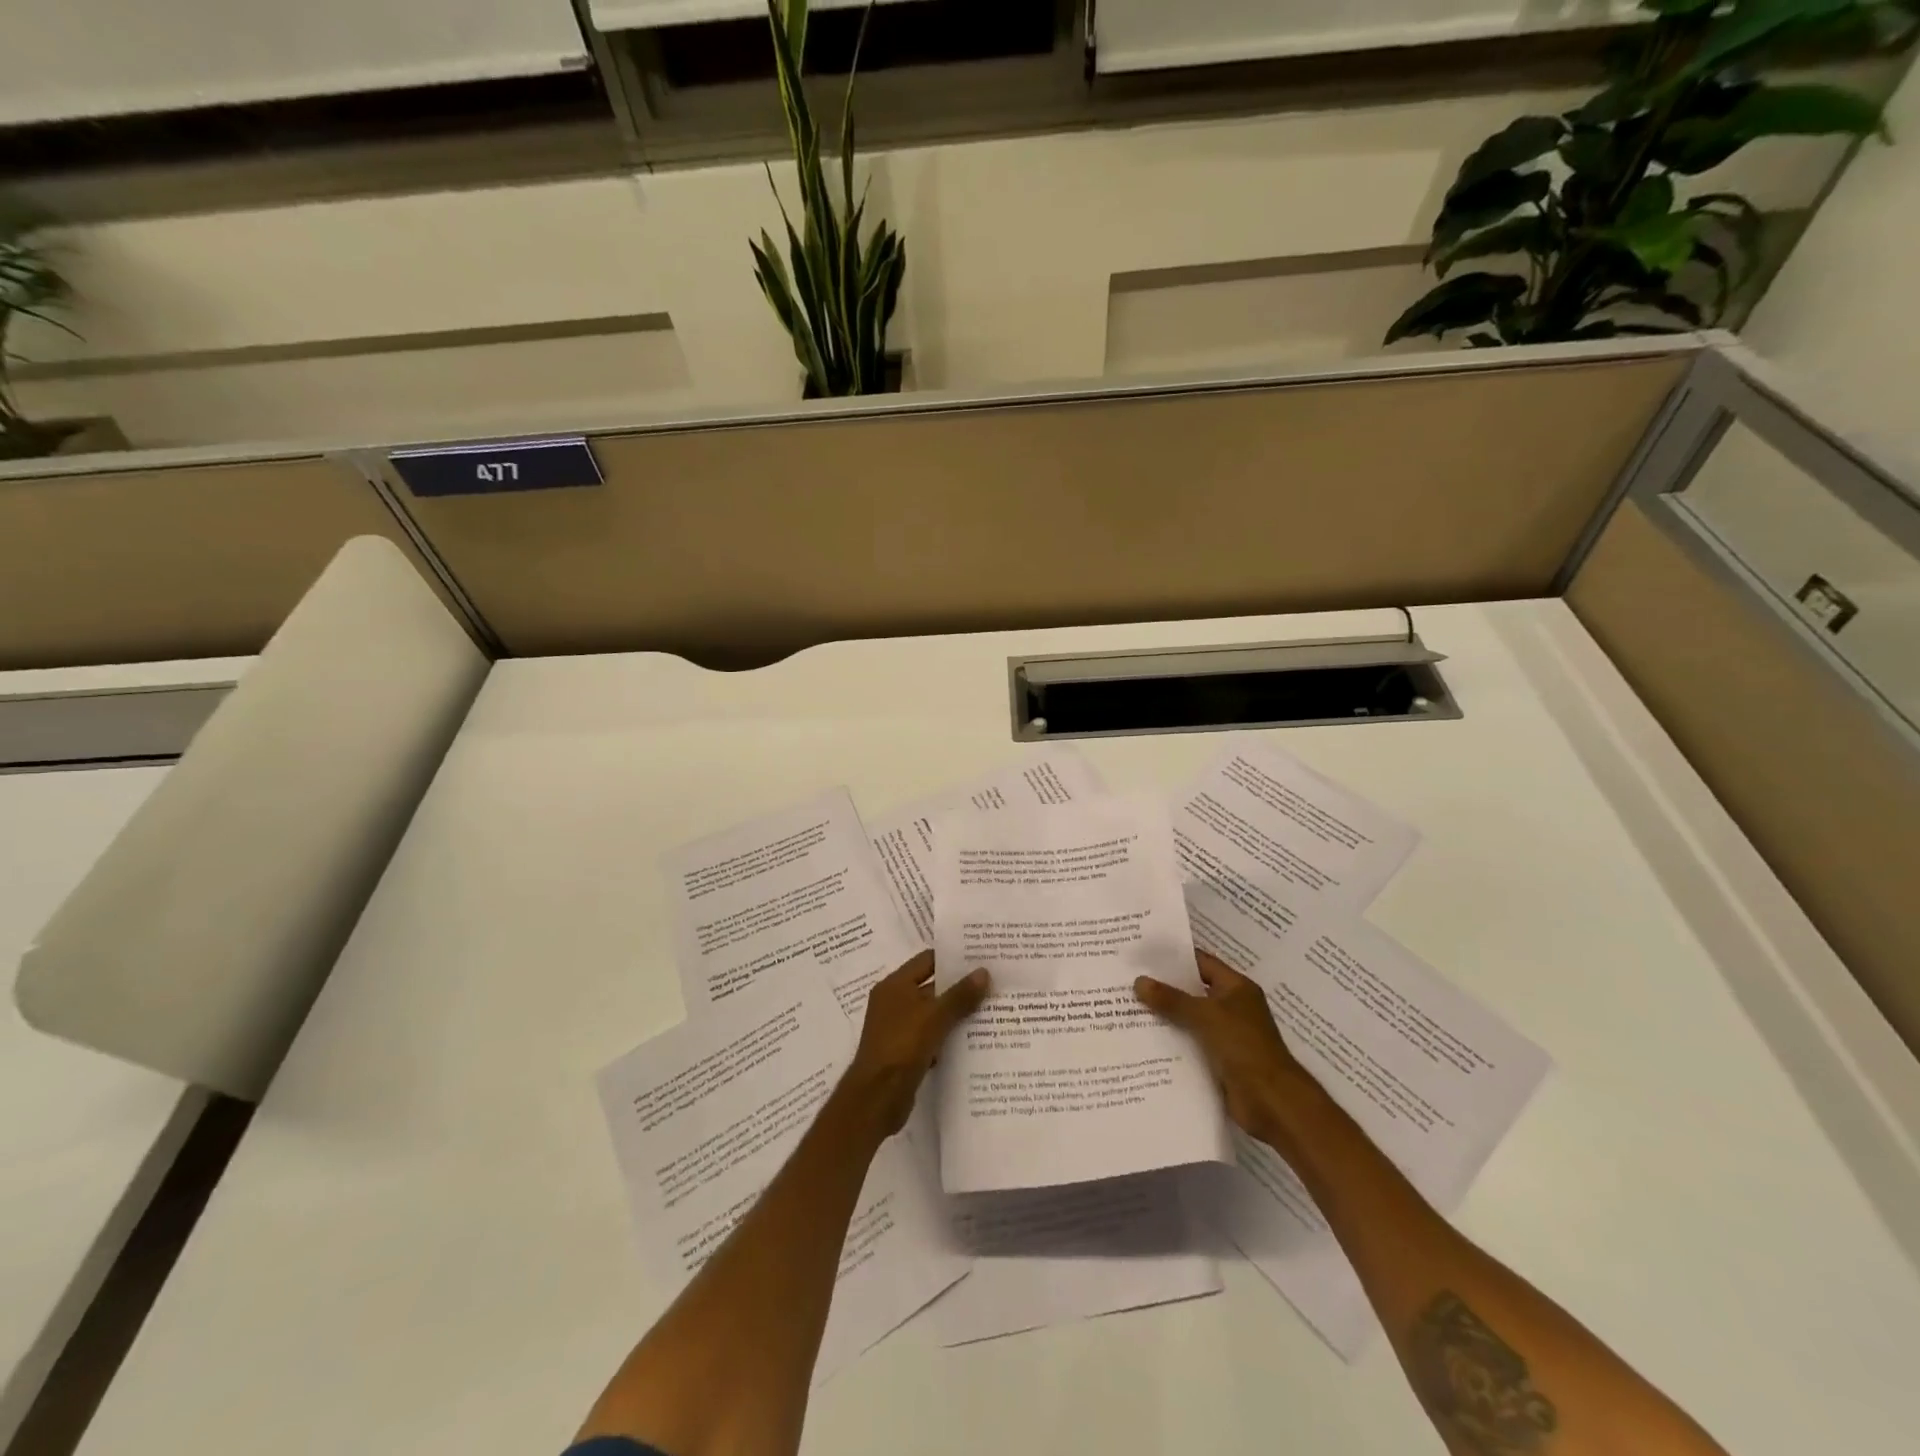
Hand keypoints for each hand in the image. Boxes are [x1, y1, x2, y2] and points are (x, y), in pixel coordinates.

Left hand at [845, 952, 990, 1135]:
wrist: (876, 1098)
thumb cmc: (902, 1046)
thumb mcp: (934, 1017)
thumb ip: (960, 995)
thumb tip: (984, 972)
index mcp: (895, 985)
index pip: (927, 960)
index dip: (953, 958)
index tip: (981, 957)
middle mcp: (894, 1002)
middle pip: (931, 987)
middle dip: (959, 987)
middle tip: (993, 983)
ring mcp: (898, 1028)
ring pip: (933, 1014)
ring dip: (956, 1013)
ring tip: (991, 1009)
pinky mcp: (904, 1052)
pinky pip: (931, 1036)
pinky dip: (948, 1037)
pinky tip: (974, 1040)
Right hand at [1134, 950, 1309, 1138]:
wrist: (1272, 1102)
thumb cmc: (1244, 1047)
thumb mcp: (1206, 1016)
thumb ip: (1172, 999)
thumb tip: (1139, 981)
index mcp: (1236, 988)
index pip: (1201, 963)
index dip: (1174, 957)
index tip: (1143, 954)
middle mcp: (1232, 1007)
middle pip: (1192, 991)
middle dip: (1163, 987)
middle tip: (1128, 979)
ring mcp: (1226, 1035)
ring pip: (1189, 1019)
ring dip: (1164, 1016)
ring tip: (1128, 1008)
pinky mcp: (1219, 1061)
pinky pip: (1190, 1044)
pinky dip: (1171, 1042)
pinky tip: (1143, 1040)